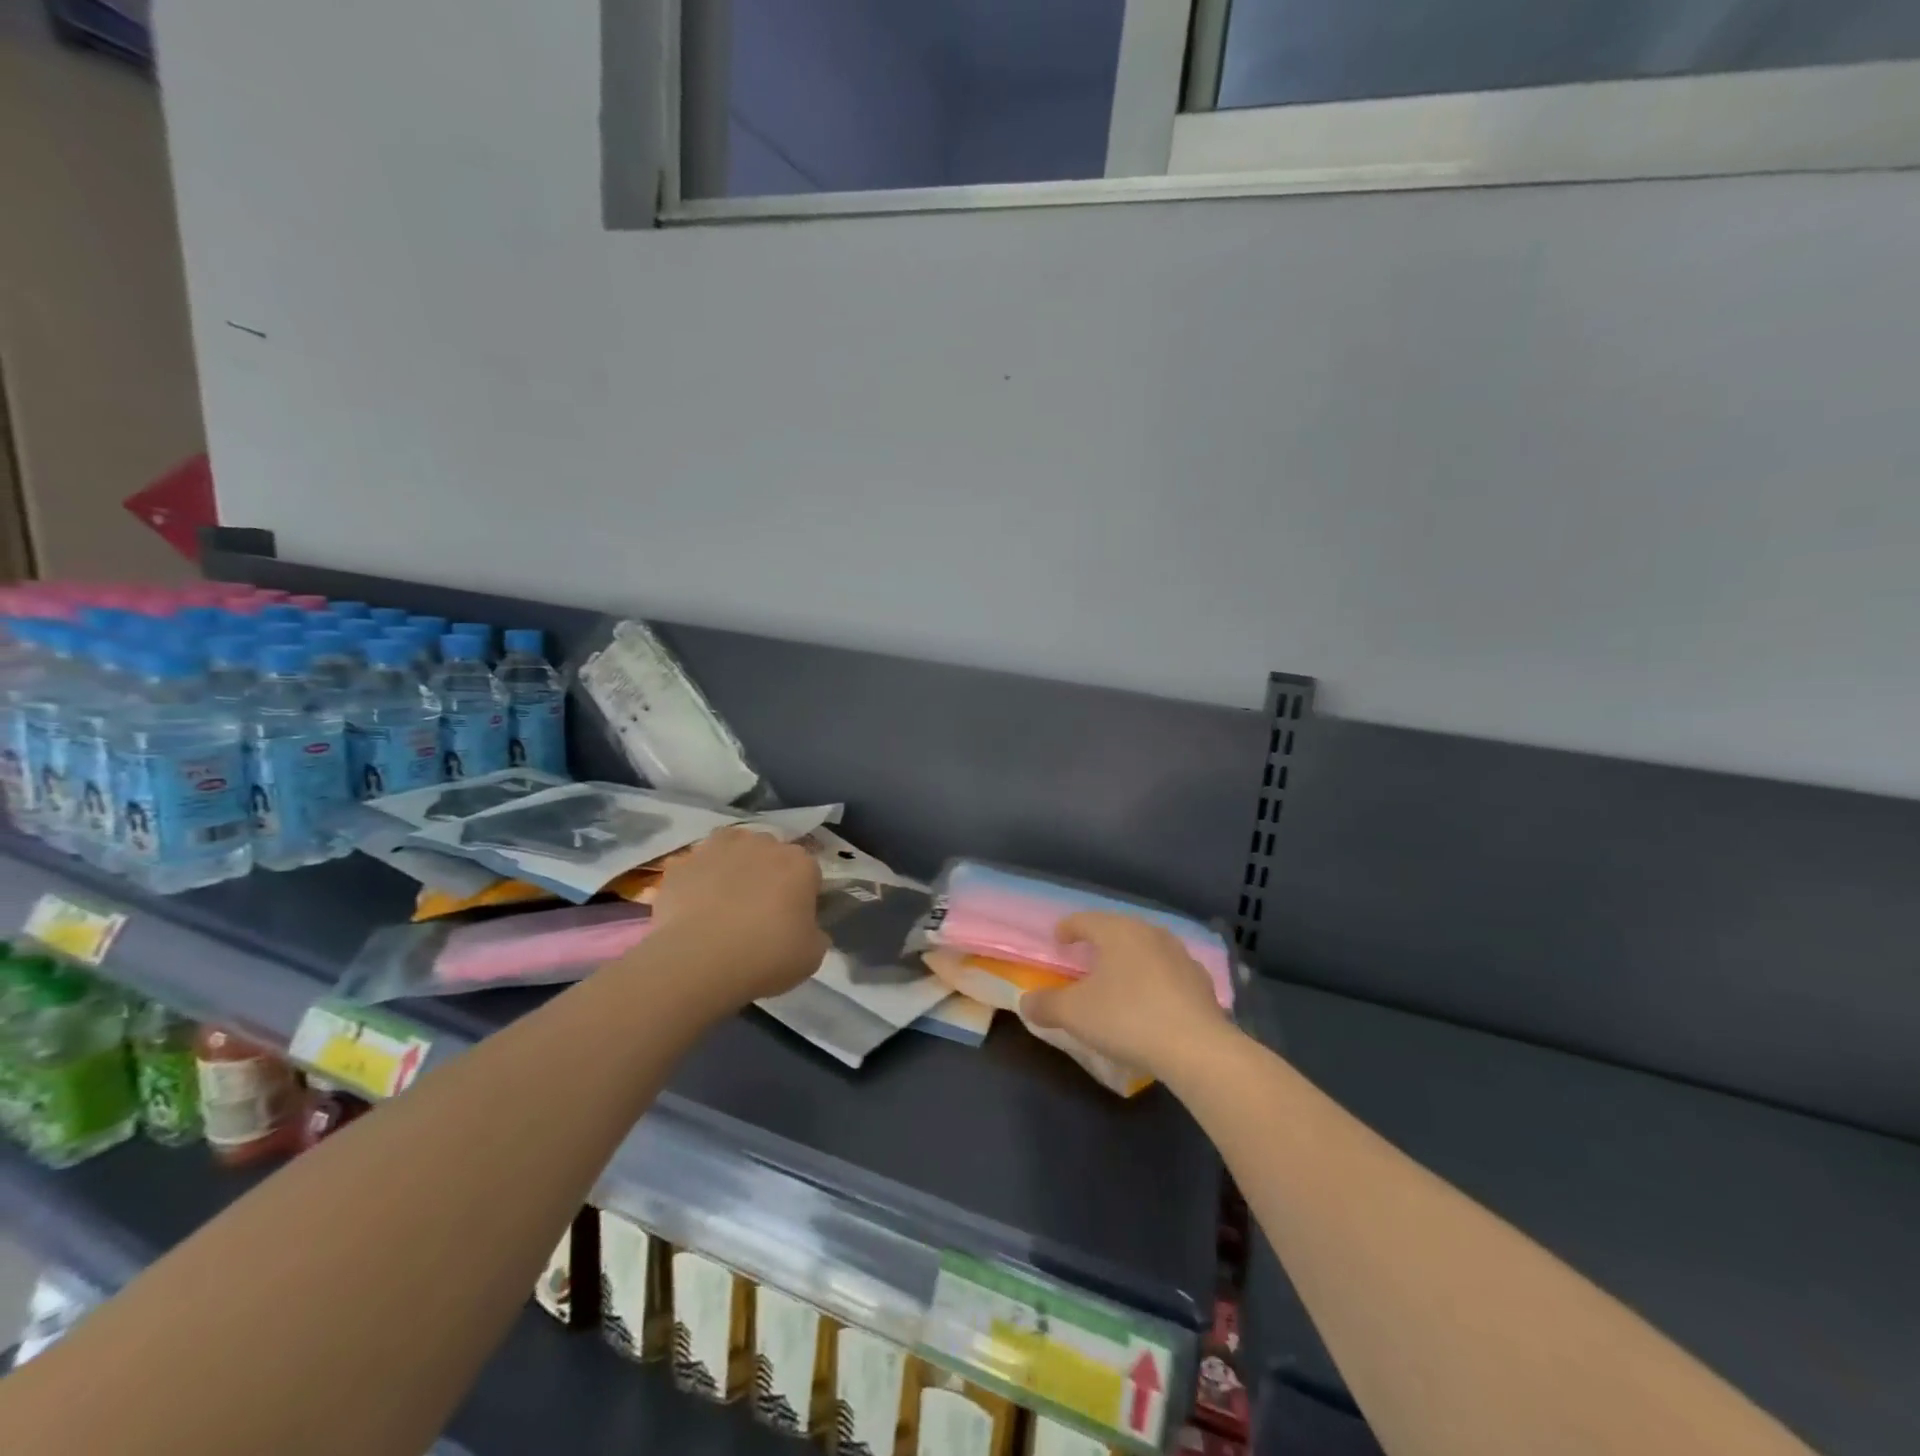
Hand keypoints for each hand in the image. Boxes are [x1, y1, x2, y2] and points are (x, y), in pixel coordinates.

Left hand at [649, 827, 825, 1007]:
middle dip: (768, 874)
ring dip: (732, 866)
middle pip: (770, 853)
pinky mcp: (683, 863)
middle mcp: (763, 844)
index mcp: (800, 864)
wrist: (699, 961)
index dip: (802, 894)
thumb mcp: (811, 955)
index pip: (809, 871)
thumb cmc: (766, 956)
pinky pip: (695, 867)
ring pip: (731, 848)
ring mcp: (719, 848)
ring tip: (723, 900)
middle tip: (759, 911)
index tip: (794, 918)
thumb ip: (814, 933)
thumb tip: (807, 929)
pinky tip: (691, 906)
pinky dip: (696, 880)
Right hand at [1021, 912, 1228, 1079]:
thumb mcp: (1074, 1014)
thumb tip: (1026, 1002)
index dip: (1068, 929)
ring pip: (1146, 949)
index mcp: (1117, 931)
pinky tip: (1152, 1001)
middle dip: (1100, 942)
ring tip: (1119, 979)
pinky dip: (1154, 980)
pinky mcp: (1202, 981)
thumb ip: (1046, 1005)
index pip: (1085, 920)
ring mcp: (1180, 955)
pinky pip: (1168, 972)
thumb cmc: (1127, 1019)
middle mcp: (1150, 933)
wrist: (1197, 1048)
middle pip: (1118, 929)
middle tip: (1085, 958)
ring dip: (1130, 960)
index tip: (1058, 940)